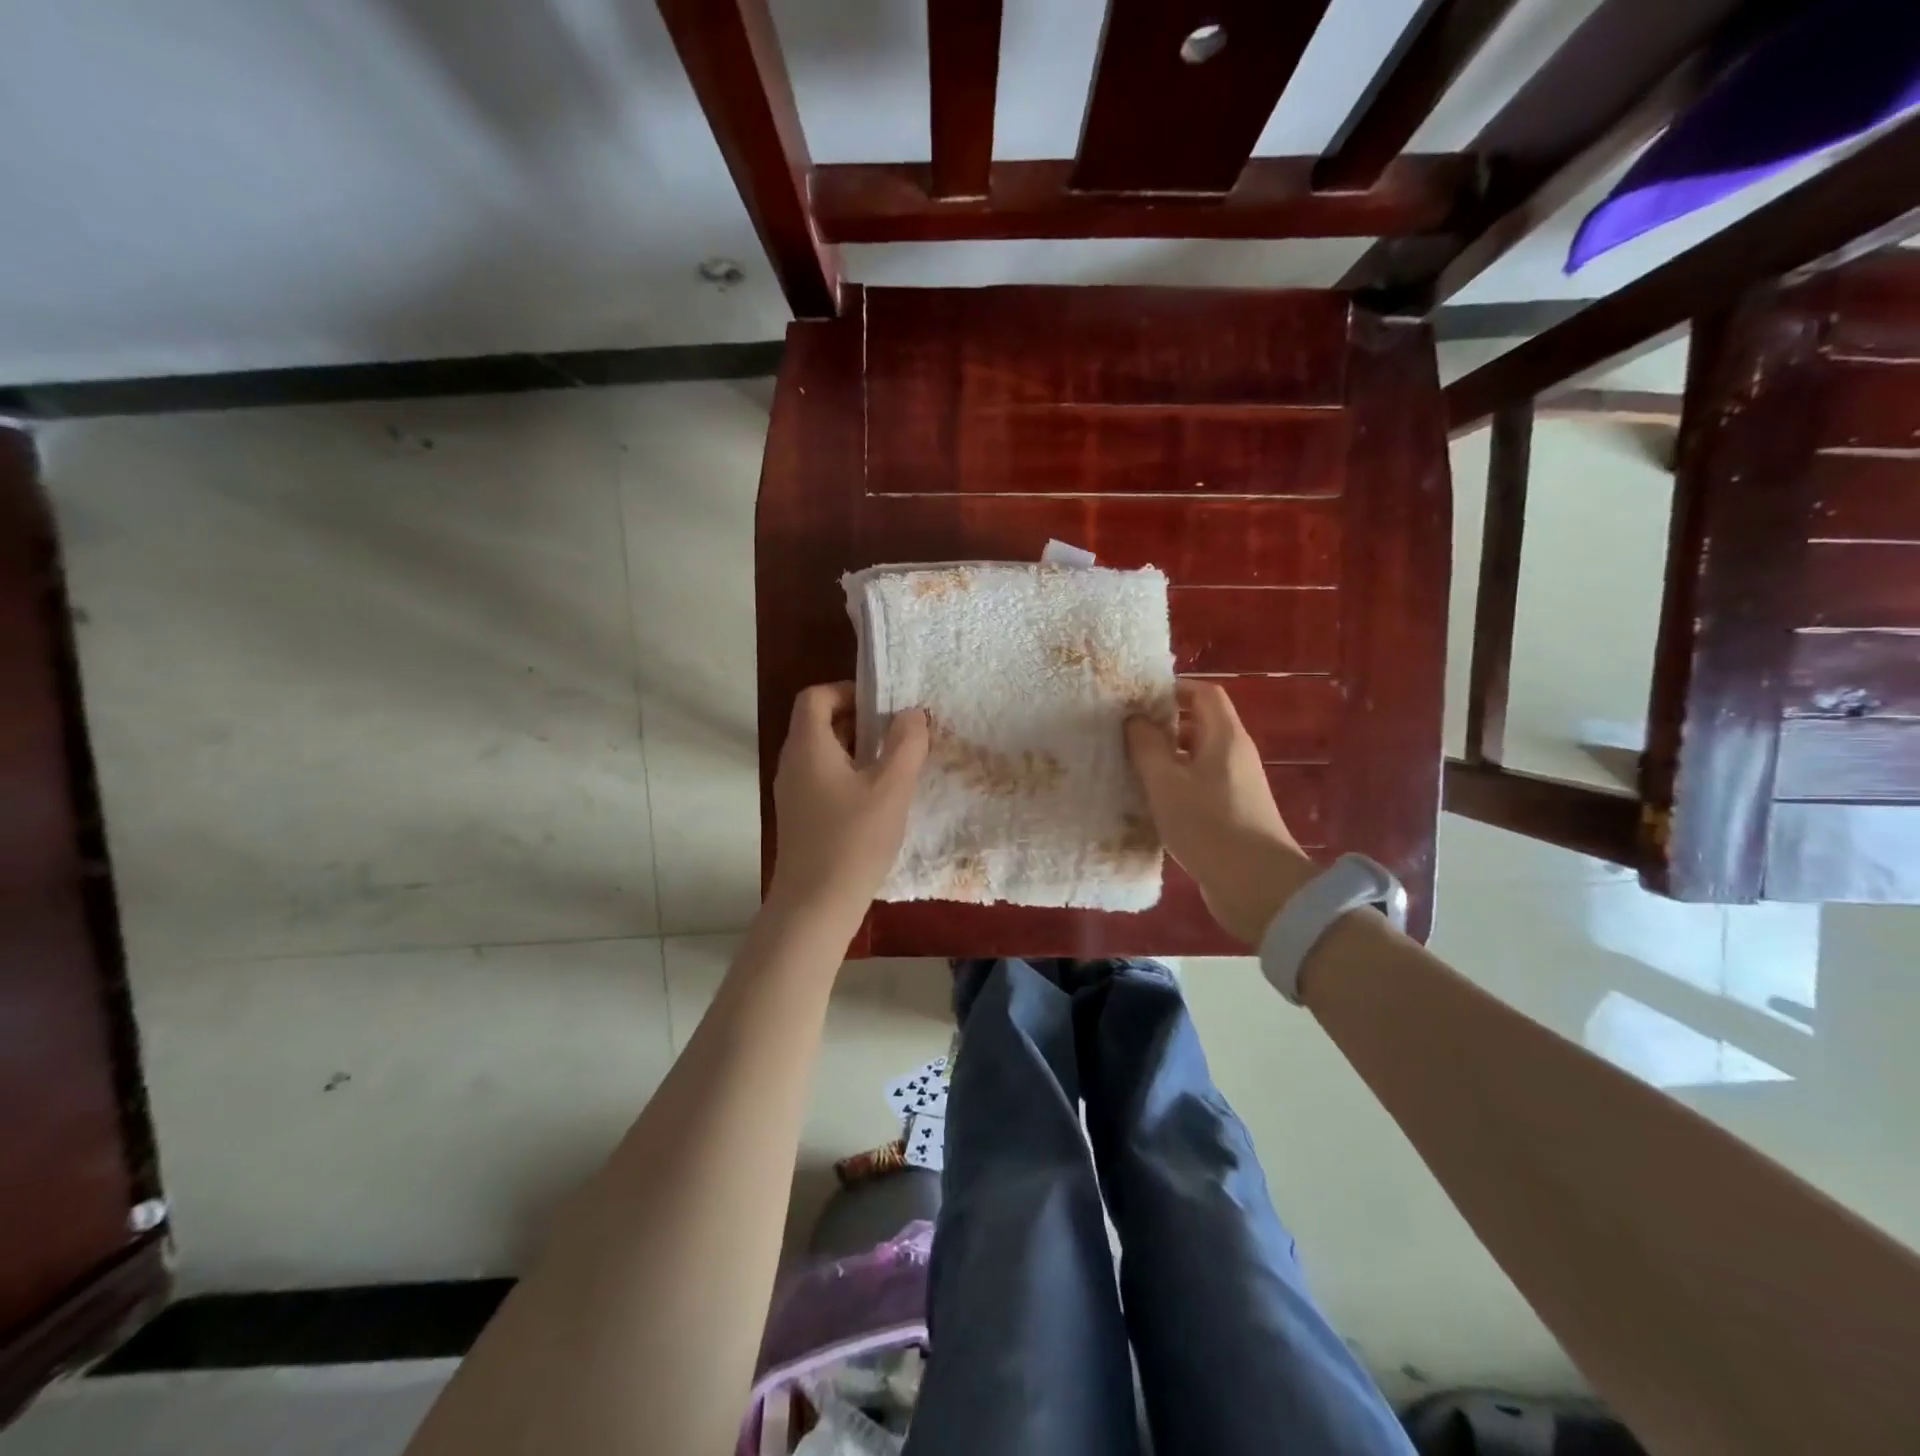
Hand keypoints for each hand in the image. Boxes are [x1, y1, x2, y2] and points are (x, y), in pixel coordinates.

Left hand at [767, 682, 928, 924]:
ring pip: (825, 753)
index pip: (816, 696)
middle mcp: (793, 763)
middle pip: (820, 722)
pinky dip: (850, 775)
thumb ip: (905, 744)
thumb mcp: (891, 787)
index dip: (849, 691)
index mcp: (808, 746)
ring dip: (859, 750)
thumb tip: (911, 713)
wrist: (815, 905)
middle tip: (899, 735)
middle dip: (861, 721)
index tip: (884, 707)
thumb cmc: (854, 839)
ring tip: (895, 766)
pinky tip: (879, 799)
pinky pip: (824, 778)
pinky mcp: (801, 816)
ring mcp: (794, 792)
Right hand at [1125, 679, 1316, 945]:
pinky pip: (1200, 786)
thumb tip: (1135, 719)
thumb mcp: (1166, 782)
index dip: (1173, 688)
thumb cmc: (1208, 824)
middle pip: (1201, 724)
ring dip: (1167, 758)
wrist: (1257, 886)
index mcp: (1225, 737)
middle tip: (1126, 732)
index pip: (1204, 693)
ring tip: (1131, 765)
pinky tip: (1150, 801)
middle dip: (1164, 724)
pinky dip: (1176, 785)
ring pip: (1198, 758)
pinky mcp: (1232, 814)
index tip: (1138, 698)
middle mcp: (1235, 755)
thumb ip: (1147, 747)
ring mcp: (1236, 786)